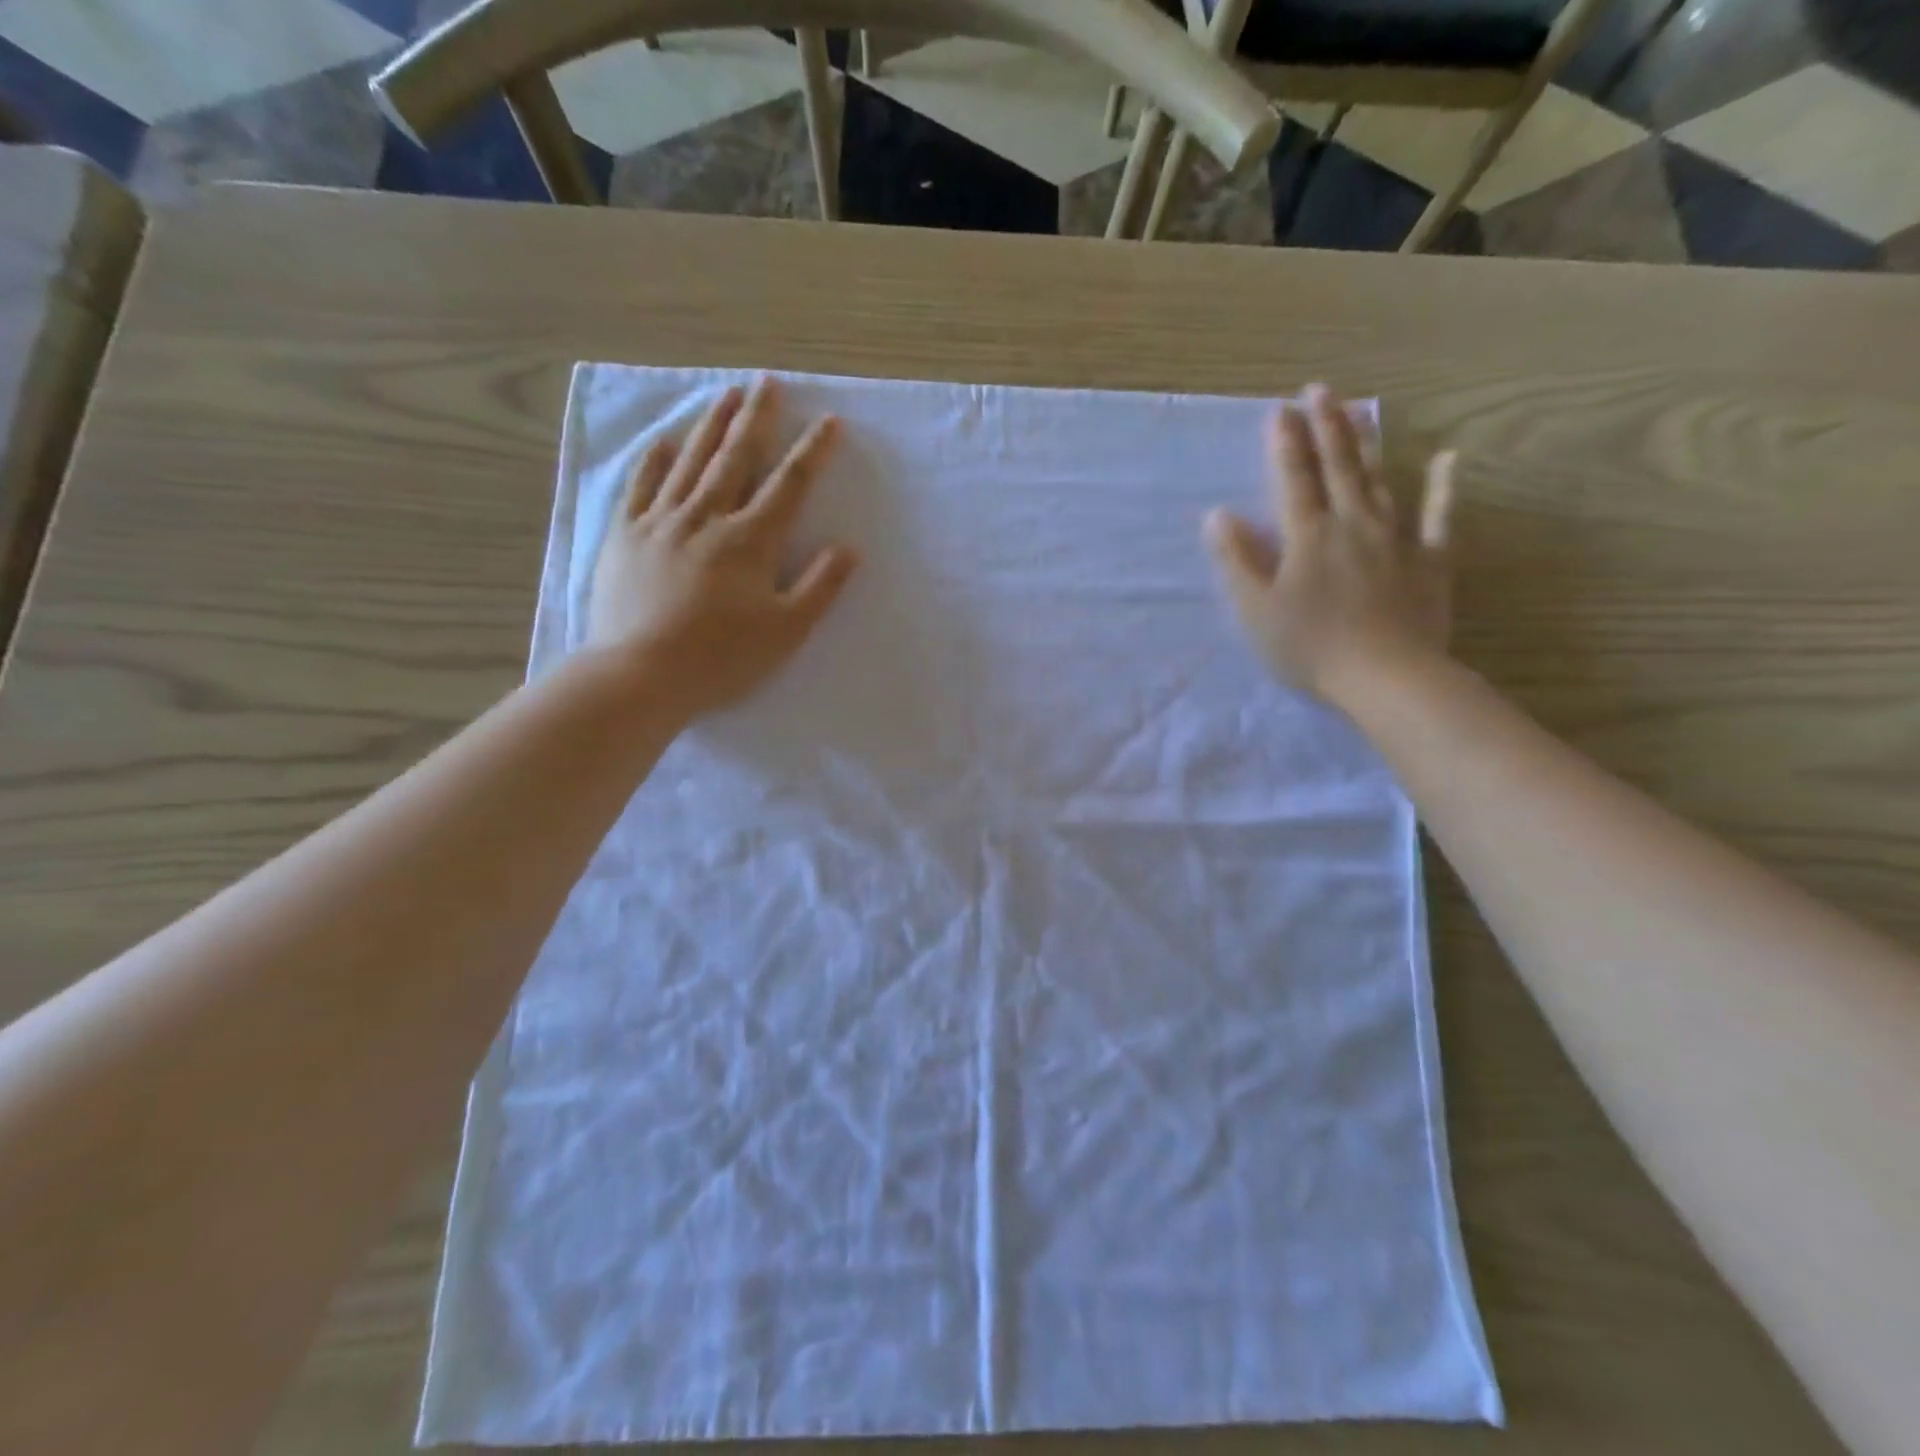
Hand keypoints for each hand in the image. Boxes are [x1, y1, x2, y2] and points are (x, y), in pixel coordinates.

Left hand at [588, 379, 857, 717]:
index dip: (812, 452)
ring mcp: (661, 522)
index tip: (829, 422)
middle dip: (757, 419)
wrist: (641, 674)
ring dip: (711, 425)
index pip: (789, 485)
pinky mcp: (626, 536)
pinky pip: (641, 486)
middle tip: (768, 383)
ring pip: (690, 462)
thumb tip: (848, 548)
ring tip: (727, 394)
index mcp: (750, 540)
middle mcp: (707, 517)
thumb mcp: (787, 631)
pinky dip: (655, 460)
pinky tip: (664, 440)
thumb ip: (819, 587)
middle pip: (737, 458)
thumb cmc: (722, 658)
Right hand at [1205, 384, 1456, 708]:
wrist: (1386, 677)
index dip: (1285, 443)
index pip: (1293, 479)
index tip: (1279, 409)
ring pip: (1379, 481)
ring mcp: (1396, 539)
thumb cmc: (1310, 647)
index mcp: (1308, 536)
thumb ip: (1237, 560)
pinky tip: (1448, 459)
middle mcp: (1352, 524)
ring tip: (1358, 410)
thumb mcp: (1257, 609)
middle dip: (1326, 426)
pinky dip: (1443, 487)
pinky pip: (1439, 517)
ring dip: (1366, 444)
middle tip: (1320, 389)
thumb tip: (1218, 515)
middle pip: (1338, 467)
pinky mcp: (1430, 560)